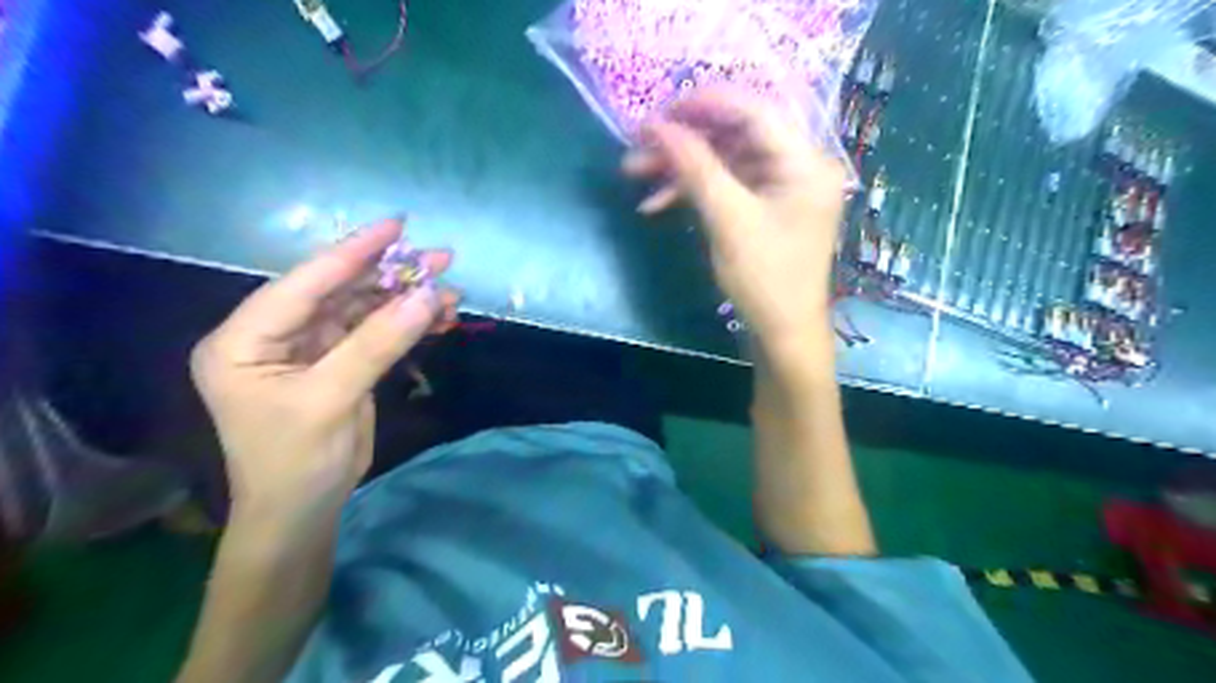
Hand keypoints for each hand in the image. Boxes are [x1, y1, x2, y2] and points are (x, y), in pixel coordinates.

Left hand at [191, 218, 458, 518]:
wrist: (303, 513)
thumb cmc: (296, 462)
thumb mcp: (332, 400)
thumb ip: (377, 344)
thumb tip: (428, 296)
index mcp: (243, 340)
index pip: (301, 285)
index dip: (350, 253)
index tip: (395, 226)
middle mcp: (274, 337)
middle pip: (337, 292)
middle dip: (389, 276)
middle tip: (439, 258)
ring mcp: (309, 350)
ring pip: (362, 311)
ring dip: (406, 300)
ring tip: (450, 289)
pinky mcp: (338, 364)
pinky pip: (376, 334)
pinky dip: (408, 326)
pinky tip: (440, 317)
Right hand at [627, 85, 846, 345]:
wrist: (783, 334)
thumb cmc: (765, 278)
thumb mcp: (728, 219)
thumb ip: (695, 166)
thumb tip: (657, 125)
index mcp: (805, 161)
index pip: (754, 110)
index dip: (704, 104)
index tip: (658, 111)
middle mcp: (798, 164)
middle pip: (736, 133)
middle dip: (684, 139)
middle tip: (639, 144)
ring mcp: (781, 186)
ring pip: (725, 159)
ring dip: (681, 166)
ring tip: (635, 173)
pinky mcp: (764, 206)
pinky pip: (727, 184)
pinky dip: (693, 190)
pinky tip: (657, 202)